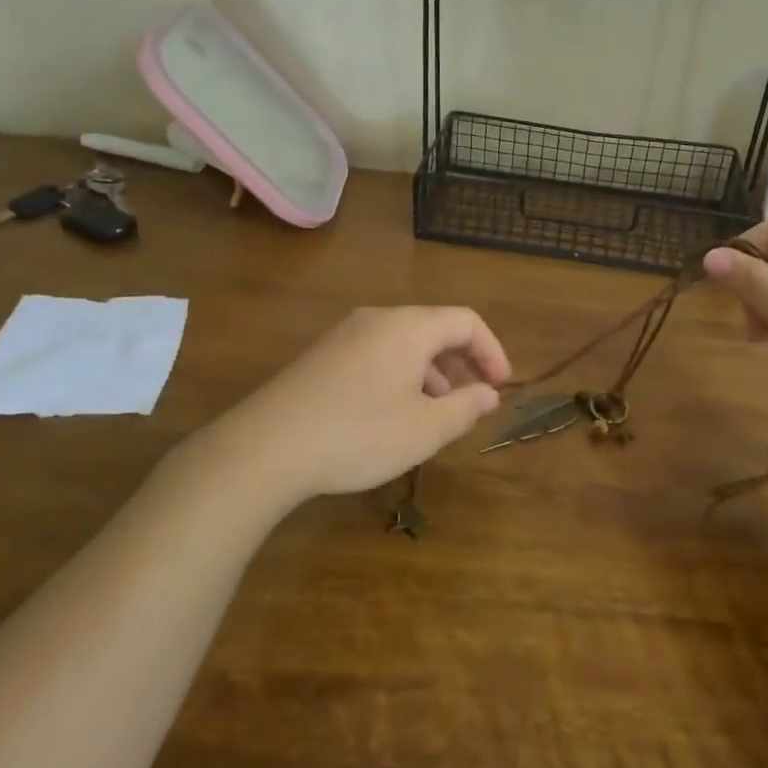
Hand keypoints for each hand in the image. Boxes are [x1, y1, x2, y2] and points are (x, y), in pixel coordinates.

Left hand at [211, 306, 511, 498]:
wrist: (265, 447)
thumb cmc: (358, 435)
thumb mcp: (424, 430)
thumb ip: (465, 408)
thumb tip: (489, 393)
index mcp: (409, 327)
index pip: (466, 321)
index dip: (492, 351)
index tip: (502, 387)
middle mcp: (377, 319)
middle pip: (434, 328)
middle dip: (462, 363)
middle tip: (473, 401)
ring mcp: (345, 335)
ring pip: (404, 343)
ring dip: (430, 373)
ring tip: (435, 414)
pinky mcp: (322, 356)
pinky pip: (376, 354)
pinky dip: (400, 376)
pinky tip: (392, 414)